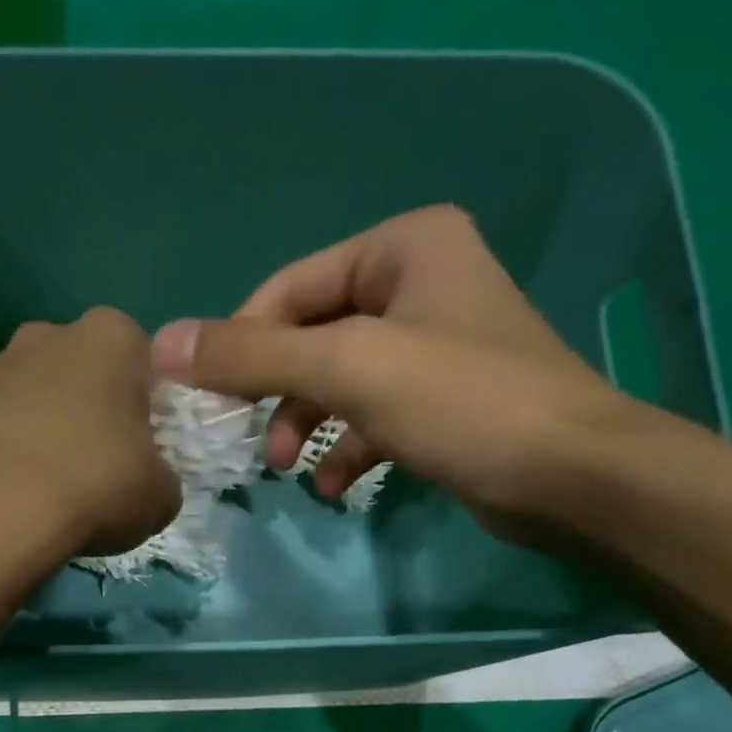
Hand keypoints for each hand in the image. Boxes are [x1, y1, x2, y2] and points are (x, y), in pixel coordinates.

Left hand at [0, 307, 180, 557]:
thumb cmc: (95, 484)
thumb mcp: (160, 495)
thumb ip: (161, 477)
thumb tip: (146, 483)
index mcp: (111, 338)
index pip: (140, 359)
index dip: (144, 405)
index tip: (140, 448)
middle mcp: (47, 336)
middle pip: (80, 371)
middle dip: (88, 409)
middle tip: (96, 466)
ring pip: (31, 397)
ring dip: (41, 430)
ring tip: (46, 488)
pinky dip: (2, 453)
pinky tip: (8, 494)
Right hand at [149, 205, 647, 542]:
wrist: (570, 476)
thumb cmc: (460, 401)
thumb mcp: (346, 368)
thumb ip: (251, 356)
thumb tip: (161, 345)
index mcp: (402, 247)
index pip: (289, 290)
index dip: (240, 345)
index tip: (207, 402)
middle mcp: (419, 283)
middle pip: (311, 336)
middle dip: (276, 392)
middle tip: (247, 441)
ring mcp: (434, 344)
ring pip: (338, 380)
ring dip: (305, 423)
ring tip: (287, 468)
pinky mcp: (444, 400)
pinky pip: (372, 414)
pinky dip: (345, 447)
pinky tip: (332, 484)